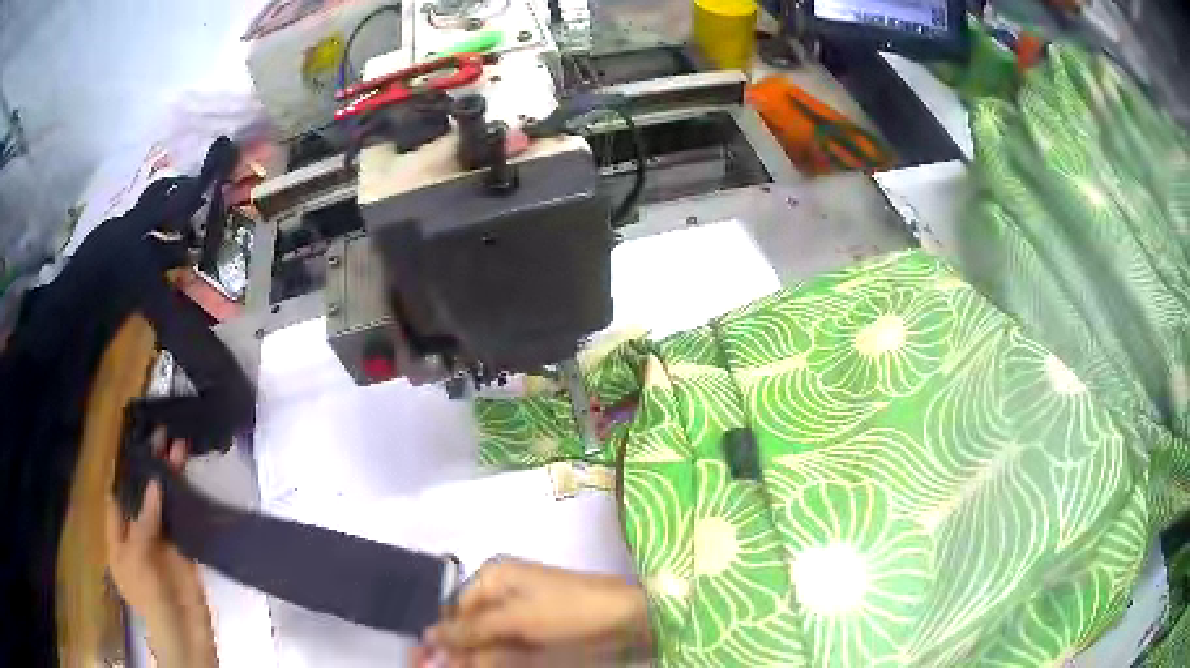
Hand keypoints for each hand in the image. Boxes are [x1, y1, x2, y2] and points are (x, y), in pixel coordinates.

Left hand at [105, 434, 215, 667]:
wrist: (185, 632)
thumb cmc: (149, 596)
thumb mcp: (137, 557)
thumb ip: (143, 521)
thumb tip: (154, 483)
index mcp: (118, 539)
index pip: (116, 498)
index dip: (122, 472)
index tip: (132, 443)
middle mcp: (137, 535)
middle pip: (141, 496)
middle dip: (148, 468)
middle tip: (159, 436)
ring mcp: (161, 542)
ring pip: (163, 503)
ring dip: (169, 477)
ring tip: (178, 446)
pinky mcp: (183, 548)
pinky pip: (181, 517)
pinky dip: (184, 497)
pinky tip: (188, 478)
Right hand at [418, 559, 651, 666]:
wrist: (627, 616)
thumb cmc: (568, 609)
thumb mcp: (516, 618)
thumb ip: (472, 630)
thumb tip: (429, 634)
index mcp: (493, 577)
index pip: (454, 609)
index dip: (439, 636)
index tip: (421, 659)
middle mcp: (501, 593)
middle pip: (466, 626)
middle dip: (449, 650)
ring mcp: (519, 615)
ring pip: (482, 640)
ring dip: (467, 657)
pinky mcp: (534, 633)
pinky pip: (503, 647)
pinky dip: (489, 659)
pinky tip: (476, 666)